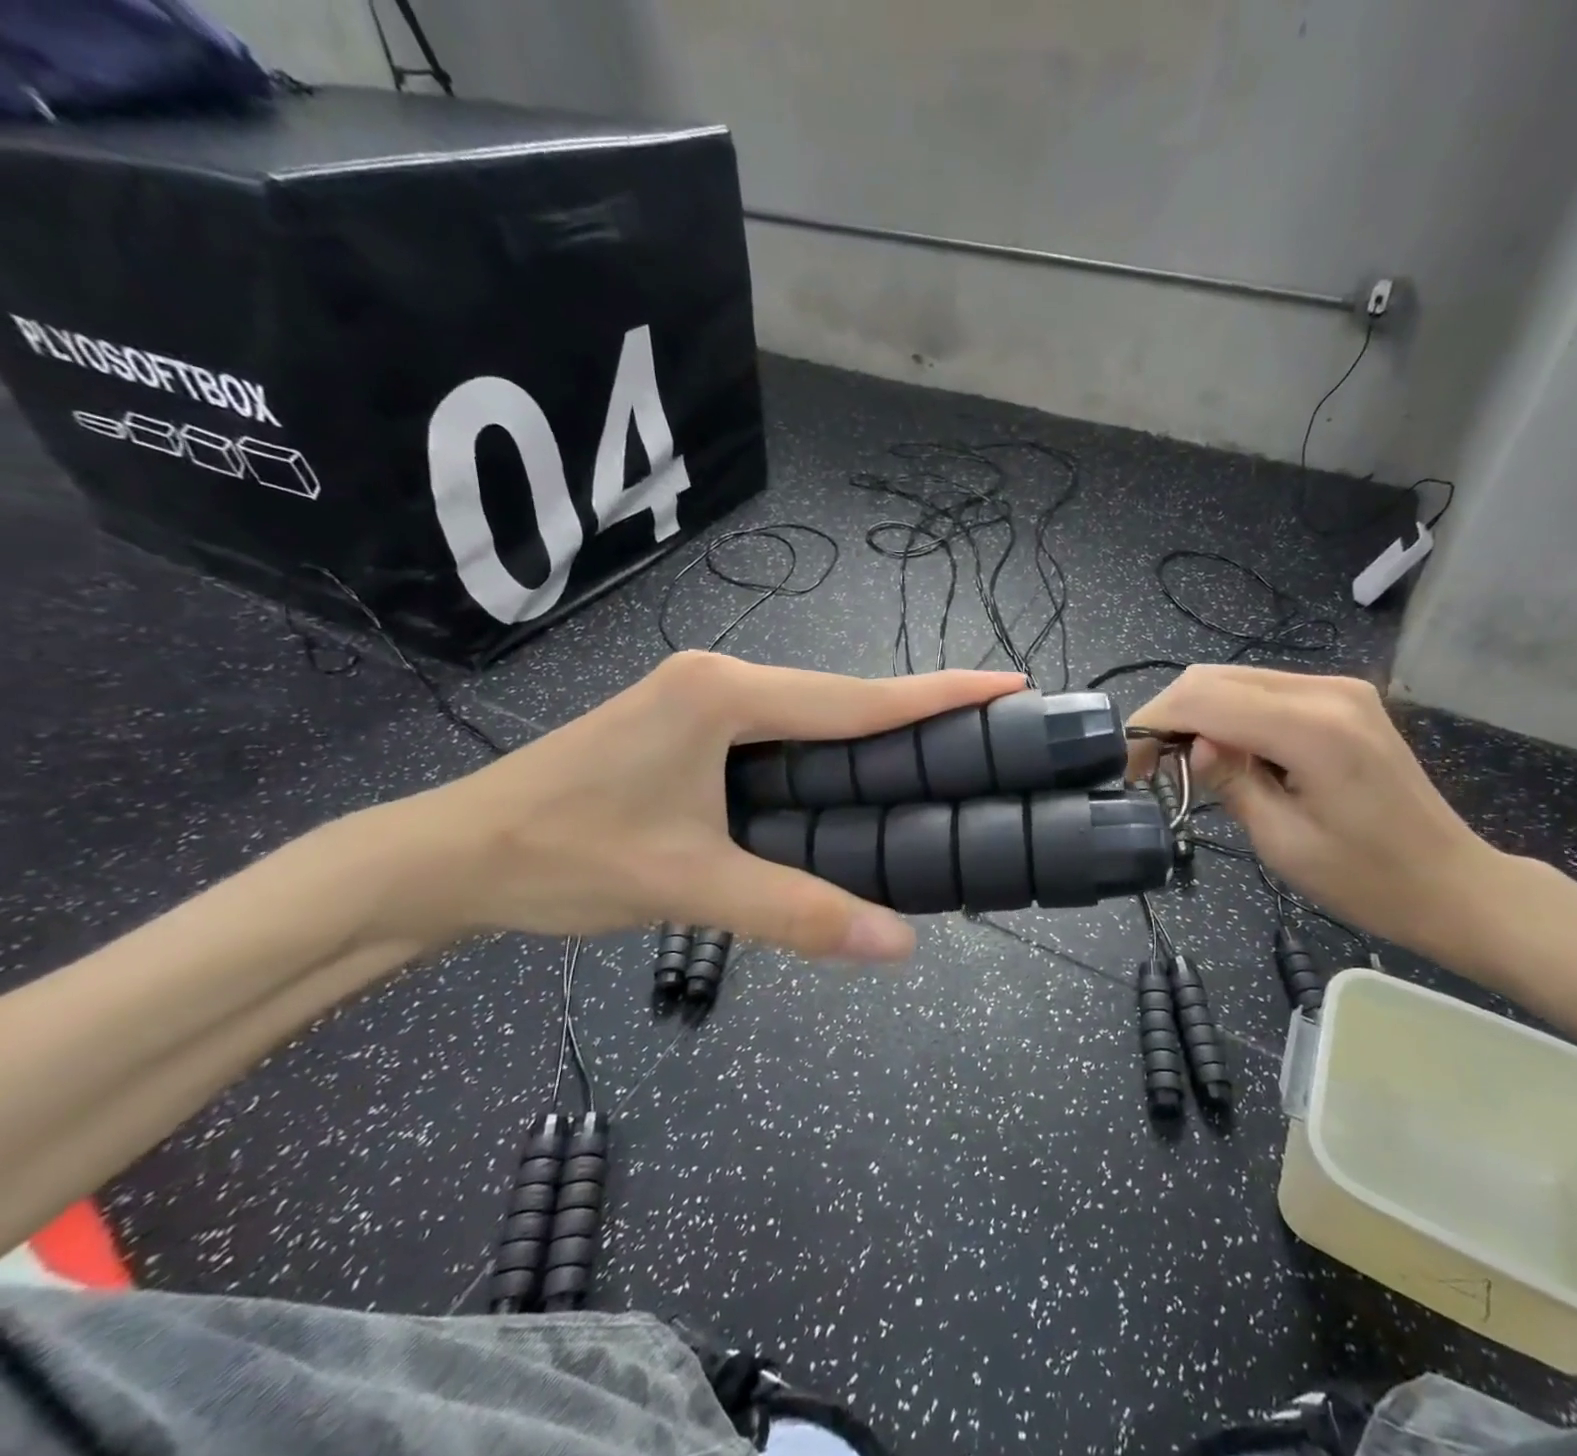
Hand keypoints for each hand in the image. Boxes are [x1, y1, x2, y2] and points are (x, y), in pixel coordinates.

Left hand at [375, 653, 1024, 959]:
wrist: (452, 857)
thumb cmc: (563, 858)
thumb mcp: (691, 886)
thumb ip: (798, 913)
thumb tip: (899, 947)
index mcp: (725, 696)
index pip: (856, 699)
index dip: (939, 695)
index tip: (1008, 683)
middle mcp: (718, 678)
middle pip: (838, 698)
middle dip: (914, 711)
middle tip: (987, 729)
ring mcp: (698, 697)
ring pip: (808, 713)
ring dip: (869, 731)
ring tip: (937, 753)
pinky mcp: (685, 723)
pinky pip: (777, 730)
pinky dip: (824, 749)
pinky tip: (851, 776)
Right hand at [1126, 665, 1504, 956]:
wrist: (1452, 883)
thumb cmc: (1368, 879)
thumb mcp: (1283, 842)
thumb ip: (1230, 782)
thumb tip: (1193, 747)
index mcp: (1312, 729)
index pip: (1205, 698)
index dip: (1154, 722)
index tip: (1128, 764)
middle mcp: (1326, 691)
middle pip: (1215, 677)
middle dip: (1171, 715)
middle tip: (1151, 766)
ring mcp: (1339, 689)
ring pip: (1236, 679)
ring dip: (1199, 713)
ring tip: (1184, 763)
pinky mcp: (1343, 698)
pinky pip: (1265, 691)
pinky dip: (1231, 714)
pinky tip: (1227, 752)